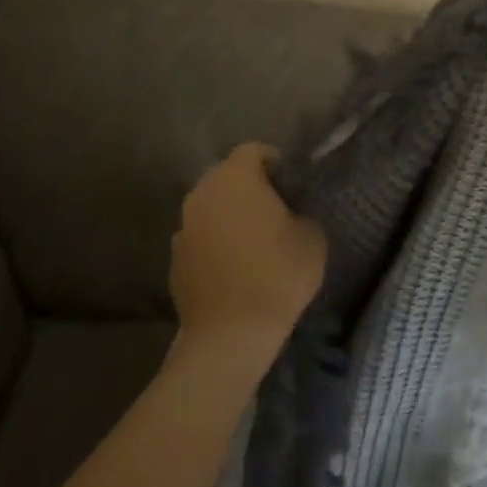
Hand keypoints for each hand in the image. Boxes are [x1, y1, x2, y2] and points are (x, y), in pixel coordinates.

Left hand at [171, 143, 325, 356]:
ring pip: (210, 206)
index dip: (274, 161)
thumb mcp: (312, 237)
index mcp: (235, 177)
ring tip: (252, 240)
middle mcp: (202, 193)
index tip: (291, 184)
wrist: (230, 336)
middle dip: (248, 186)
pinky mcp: (174, 259)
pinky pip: (199, 237)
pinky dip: (214, 243)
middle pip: (227, 175)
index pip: (253, 150)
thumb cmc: (277, 275)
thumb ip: (300, 212)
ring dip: (229, 214)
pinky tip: (233, 266)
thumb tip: (291, 213)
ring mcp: (183, 226)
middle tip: (274, 209)